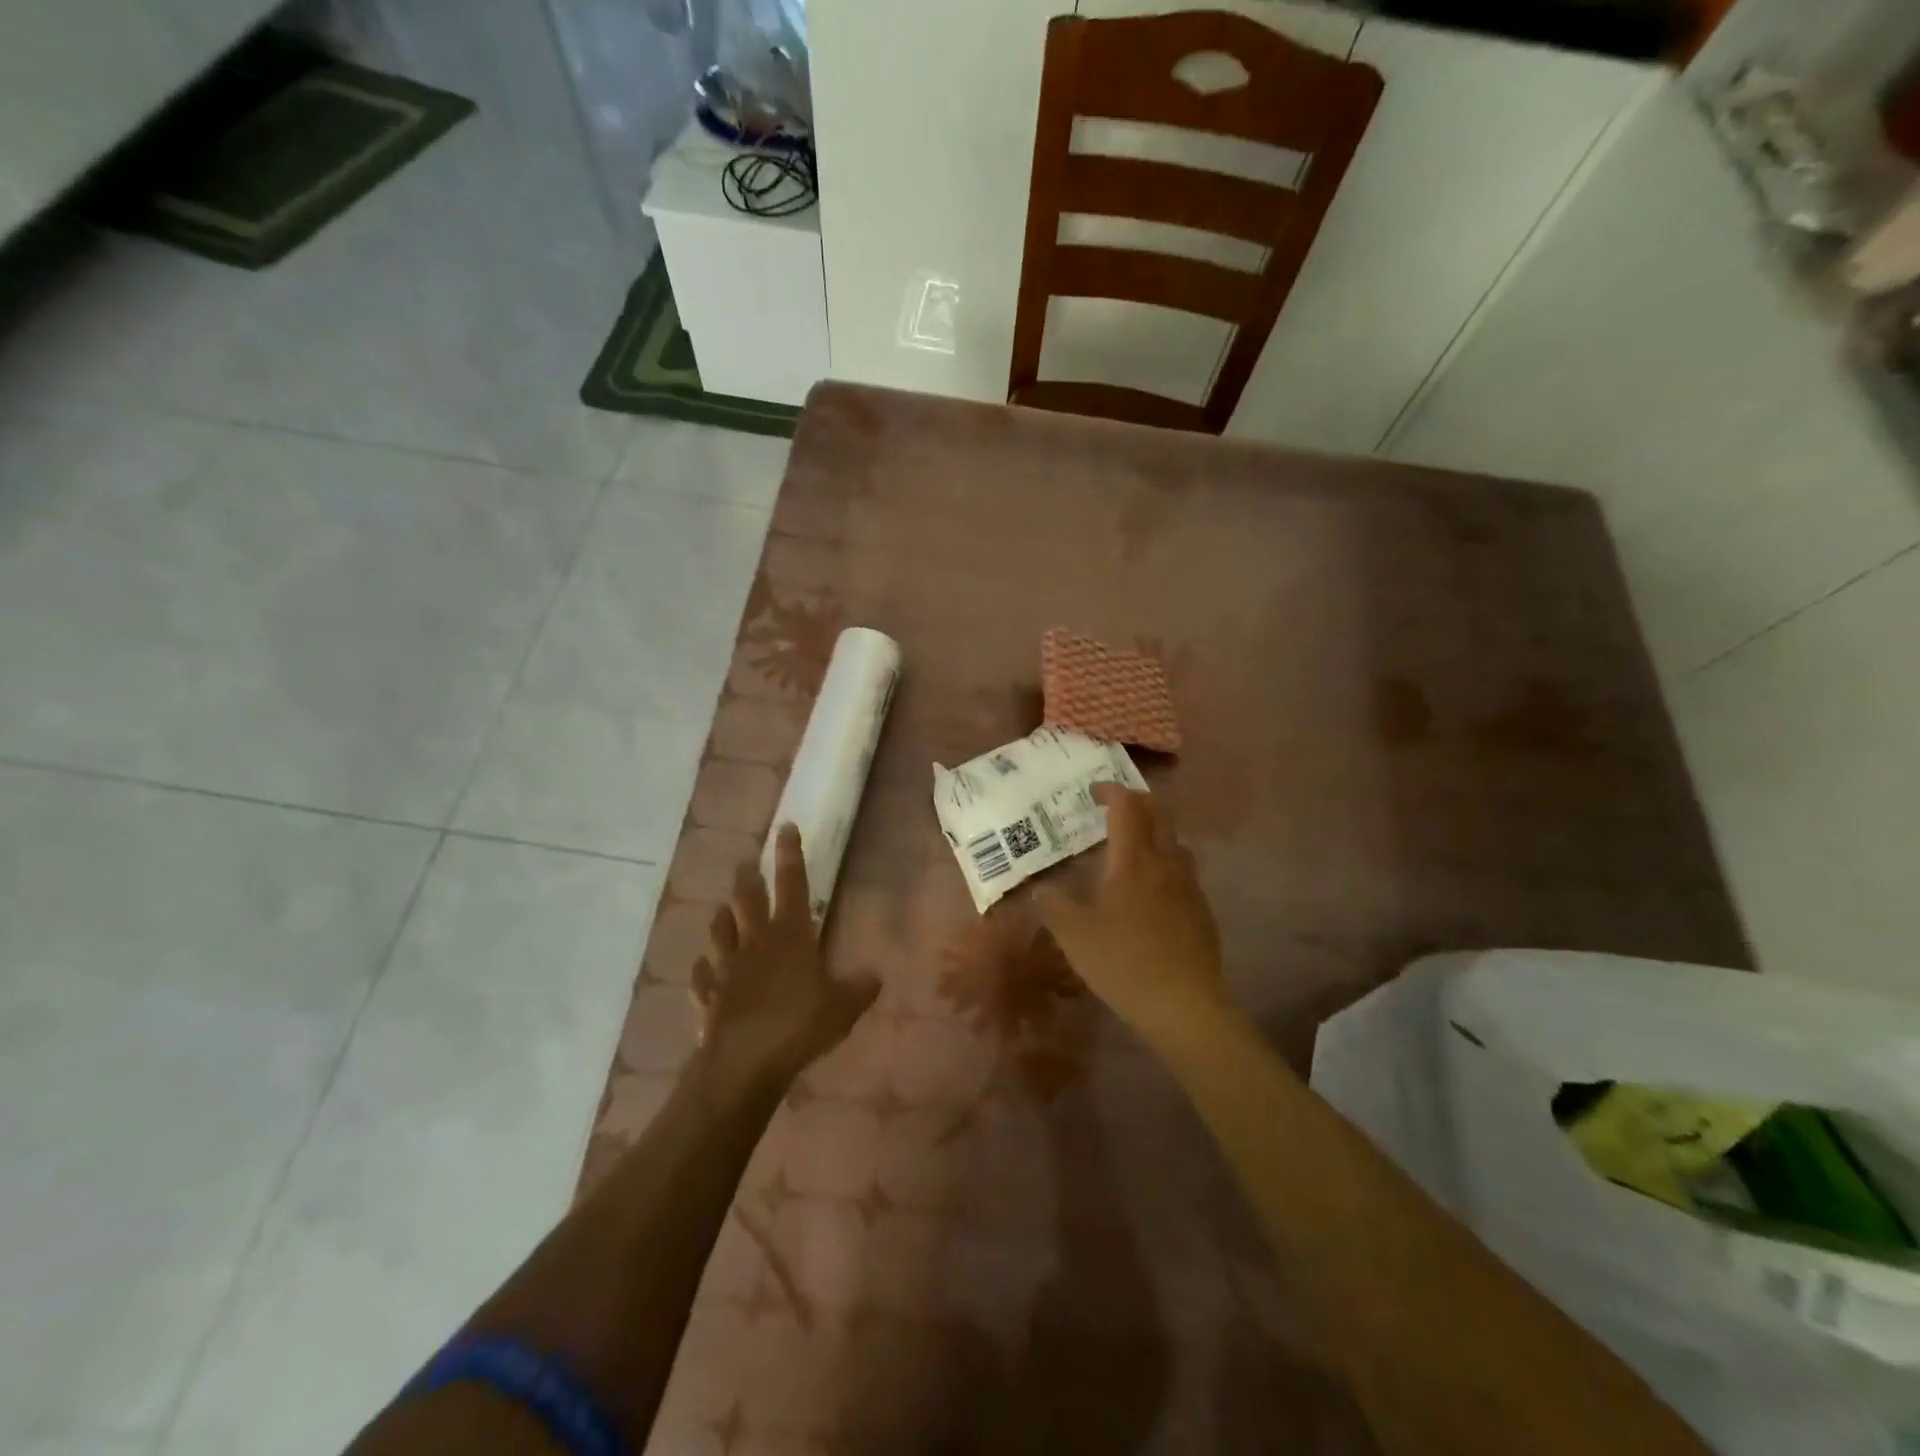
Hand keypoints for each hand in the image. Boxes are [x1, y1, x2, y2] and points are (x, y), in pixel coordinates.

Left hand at [690, 824, 879, 1093]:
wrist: (744, 1062)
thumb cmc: (799, 1025)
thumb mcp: (843, 1008)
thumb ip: (860, 989)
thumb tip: (875, 976)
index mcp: (791, 936)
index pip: (792, 884)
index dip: (790, 855)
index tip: (784, 828)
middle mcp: (755, 943)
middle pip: (747, 900)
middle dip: (747, 878)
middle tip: (745, 863)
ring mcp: (727, 968)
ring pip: (719, 931)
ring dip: (722, 917)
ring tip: (724, 909)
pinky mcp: (708, 996)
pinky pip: (701, 976)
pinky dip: (703, 969)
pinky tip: (703, 969)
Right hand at [1038, 785, 1226, 1052]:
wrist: (1185, 1006)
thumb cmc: (1124, 963)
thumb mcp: (1075, 936)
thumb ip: (1054, 906)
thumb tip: (1038, 888)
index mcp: (1133, 861)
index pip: (1127, 807)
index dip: (1111, 792)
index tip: (1093, 793)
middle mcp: (1165, 863)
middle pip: (1158, 815)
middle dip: (1137, 804)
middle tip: (1113, 810)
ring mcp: (1189, 886)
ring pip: (1175, 842)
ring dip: (1154, 832)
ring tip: (1132, 847)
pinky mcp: (1202, 910)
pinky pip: (1184, 871)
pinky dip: (1165, 863)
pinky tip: (1152, 890)